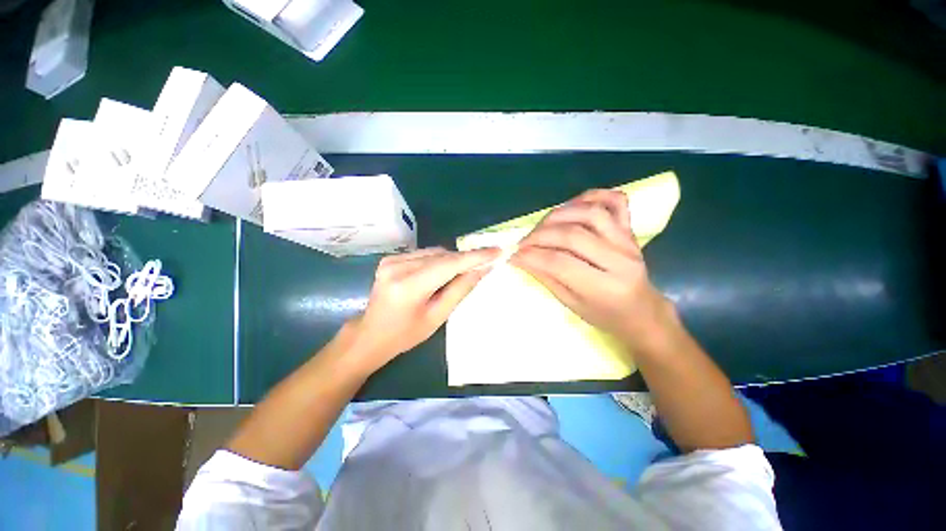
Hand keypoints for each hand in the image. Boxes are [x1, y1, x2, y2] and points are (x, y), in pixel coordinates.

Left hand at [343, 246, 500, 373]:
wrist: (370, 335)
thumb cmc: (406, 334)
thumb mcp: (437, 317)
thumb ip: (460, 289)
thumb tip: (482, 269)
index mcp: (409, 287)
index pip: (449, 265)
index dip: (475, 256)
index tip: (497, 250)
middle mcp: (398, 267)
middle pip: (442, 256)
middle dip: (465, 259)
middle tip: (485, 263)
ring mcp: (391, 260)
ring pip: (434, 253)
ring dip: (452, 260)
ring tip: (461, 273)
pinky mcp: (390, 258)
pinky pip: (424, 254)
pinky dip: (438, 260)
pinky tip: (440, 273)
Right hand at [510, 189, 676, 352]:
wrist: (642, 311)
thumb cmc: (605, 315)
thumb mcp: (572, 304)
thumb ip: (547, 278)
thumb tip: (520, 258)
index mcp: (605, 287)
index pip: (560, 263)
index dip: (532, 256)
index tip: (513, 254)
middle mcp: (620, 260)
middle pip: (573, 235)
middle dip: (540, 236)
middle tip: (523, 242)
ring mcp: (628, 240)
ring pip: (590, 213)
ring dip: (559, 215)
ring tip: (542, 226)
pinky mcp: (630, 229)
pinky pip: (615, 201)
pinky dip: (591, 196)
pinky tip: (573, 205)